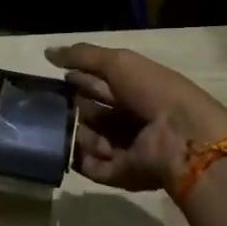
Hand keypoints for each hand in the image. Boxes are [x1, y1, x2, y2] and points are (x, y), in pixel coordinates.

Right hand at [46, 43, 226, 193]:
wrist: (182, 137)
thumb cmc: (153, 91)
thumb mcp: (118, 62)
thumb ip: (82, 56)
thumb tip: (47, 52)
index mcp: (136, 89)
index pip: (100, 84)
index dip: (77, 79)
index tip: (52, 78)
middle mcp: (132, 118)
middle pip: (94, 113)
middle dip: (70, 108)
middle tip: (44, 105)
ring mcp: (128, 147)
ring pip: (90, 140)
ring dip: (72, 133)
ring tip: (50, 127)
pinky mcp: (123, 173)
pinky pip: (93, 167)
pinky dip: (77, 159)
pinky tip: (59, 150)